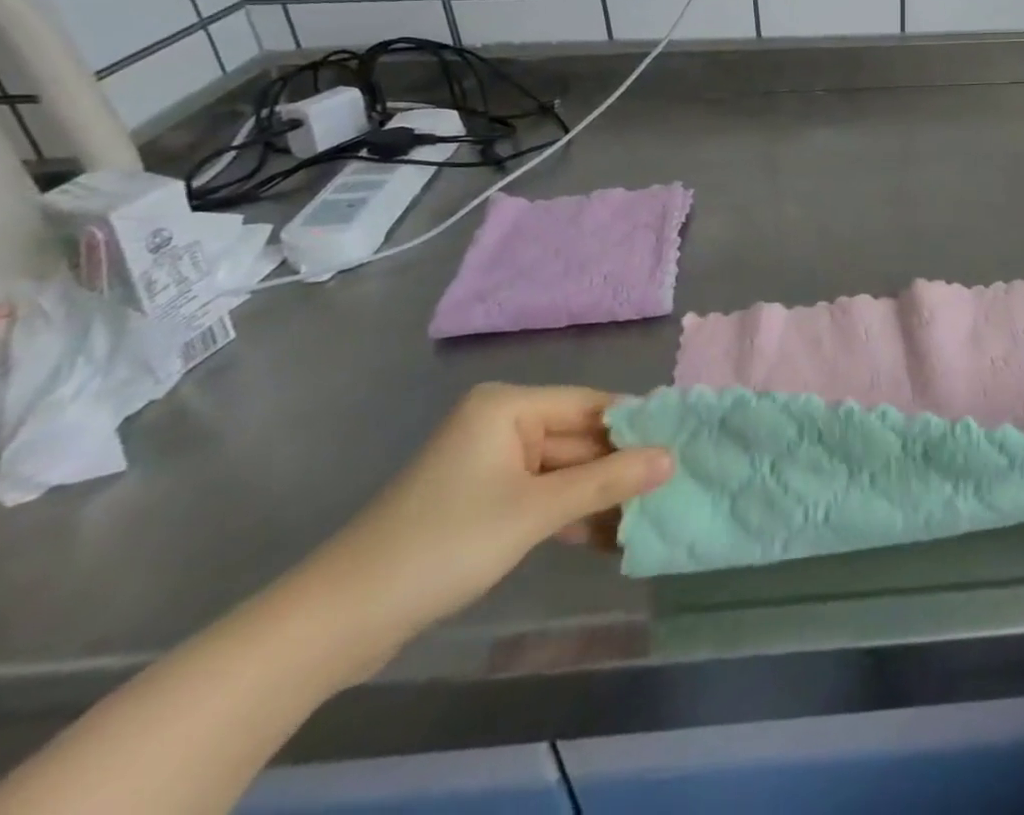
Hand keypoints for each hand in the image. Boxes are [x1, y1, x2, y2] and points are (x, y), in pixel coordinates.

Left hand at [302, 384, 672, 652]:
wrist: (341, 618)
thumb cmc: (445, 543)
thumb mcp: (535, 511)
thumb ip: (607, 481)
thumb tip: (671, 458)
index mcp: (509, 405)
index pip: (591, 404)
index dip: (636, 425)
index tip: (681, 444)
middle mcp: (502, 423)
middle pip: (578, 439)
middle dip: (619, 468)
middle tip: (672, 488)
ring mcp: (491, 463)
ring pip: (563, 472)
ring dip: (598, 496)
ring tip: (649, 516)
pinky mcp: (483, 501)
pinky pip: (541, 496)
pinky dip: (569, 514)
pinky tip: (608, 537)